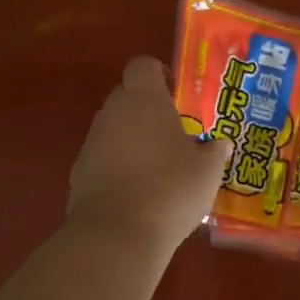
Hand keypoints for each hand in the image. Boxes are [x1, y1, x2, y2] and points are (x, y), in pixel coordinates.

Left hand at [67, 56, 233, 254]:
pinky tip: (138, 192)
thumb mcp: (207, 171)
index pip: (143, 65)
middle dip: (147, 109)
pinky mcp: (79, 173)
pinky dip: (117, 167)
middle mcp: (113, 112)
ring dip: (132, 140)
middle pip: (127, 96)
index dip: (158, 73)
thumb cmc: (170, 188)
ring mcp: (91, 142)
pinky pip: (103, 159)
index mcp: (144, 99)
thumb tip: (221, 144)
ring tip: (159, 167)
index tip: (176, 92)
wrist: (117, 234)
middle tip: (174, 132)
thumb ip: (214, 152)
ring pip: (114, 129)